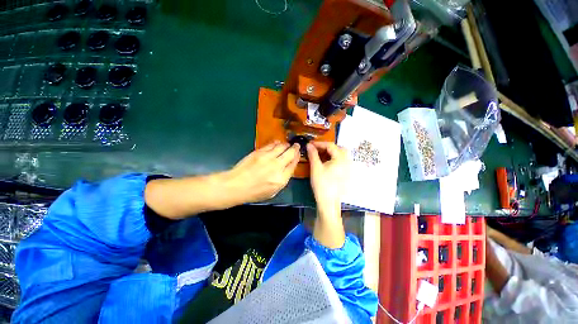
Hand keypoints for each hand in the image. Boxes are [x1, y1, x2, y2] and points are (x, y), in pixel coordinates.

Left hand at [224, 141, 299, 203]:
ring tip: (287, 144)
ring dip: (286, 145)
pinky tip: (277, 143)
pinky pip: (271, 145)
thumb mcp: (272, 192)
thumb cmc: (254, 192)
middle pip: (290, 153)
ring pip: (282, 146)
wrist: (236, 185)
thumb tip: (288, 168)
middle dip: (295, 148)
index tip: (298, 154)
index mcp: (281, 179)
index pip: (293, 164)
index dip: (297, 158)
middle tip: (296, 146)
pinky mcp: (259, 152)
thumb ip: (283, 179)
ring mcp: (268, 157)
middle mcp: (277, 166)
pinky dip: (276, 143)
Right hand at [306, 142, 349, 217]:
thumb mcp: (316, 167)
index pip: (330, 145)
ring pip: (340, 155)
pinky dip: (333, 159)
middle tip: (316, 150)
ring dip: (330, 153)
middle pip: (338, 148)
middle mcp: (347, 161)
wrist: (328, 202)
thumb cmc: (322, 184)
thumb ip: (313, 154)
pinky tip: (325, 163)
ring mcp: (348, 168)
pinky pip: (341, 161)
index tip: (310, 144)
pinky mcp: (346, 173)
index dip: (319, 143)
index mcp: (340, 158)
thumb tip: (309, 145)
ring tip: (320, 156)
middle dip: (327, 147)